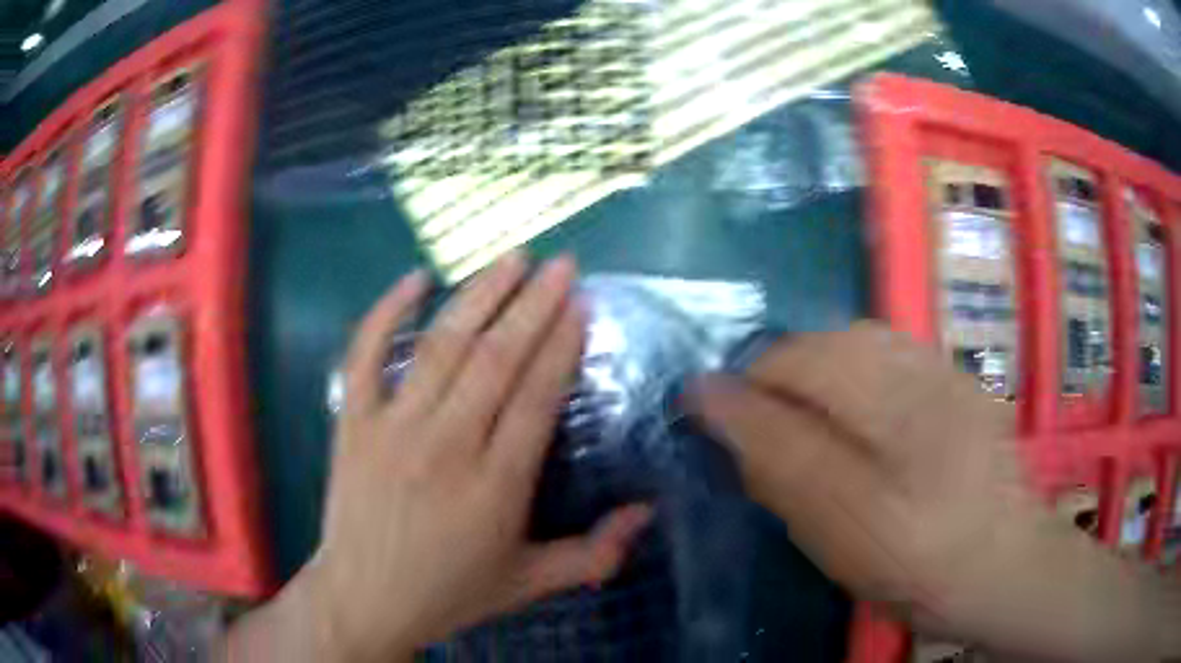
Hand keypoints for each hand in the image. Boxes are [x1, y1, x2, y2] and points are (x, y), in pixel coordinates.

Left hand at [227, 254, 650, 661]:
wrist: (364, 599)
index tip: (581, 303)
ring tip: (512, 259)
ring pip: (442, 346)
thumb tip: (647, 513)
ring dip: (480, 295)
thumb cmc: (449, 592)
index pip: (537, 395)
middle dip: (535, 303)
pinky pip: (364, 355)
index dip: (562, 343)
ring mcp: (392, 428)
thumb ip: (595, 553)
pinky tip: (415, 279)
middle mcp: (446, 446)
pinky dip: (386, 312)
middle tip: (561, 263)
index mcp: (495, 486)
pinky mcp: (352, 422)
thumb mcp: (529, 583)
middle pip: (496, 358)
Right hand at [686, 322, 1162, 657]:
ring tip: (819, 425)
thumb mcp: (834, 528)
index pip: (779, 372)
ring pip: (850, 342)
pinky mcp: (954, 375)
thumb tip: (710, 399)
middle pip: (812, 347)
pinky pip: (887, 350)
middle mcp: (909, 368)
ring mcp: (937, 366)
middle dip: (777, 386)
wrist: (1003, 560)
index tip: (713, 428)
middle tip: (775, 445)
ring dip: (817, 376)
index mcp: (879, 410)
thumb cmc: (915, 561)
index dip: (736, 396)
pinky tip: (869, 414)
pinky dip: (859, 372)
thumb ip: (774, 458)